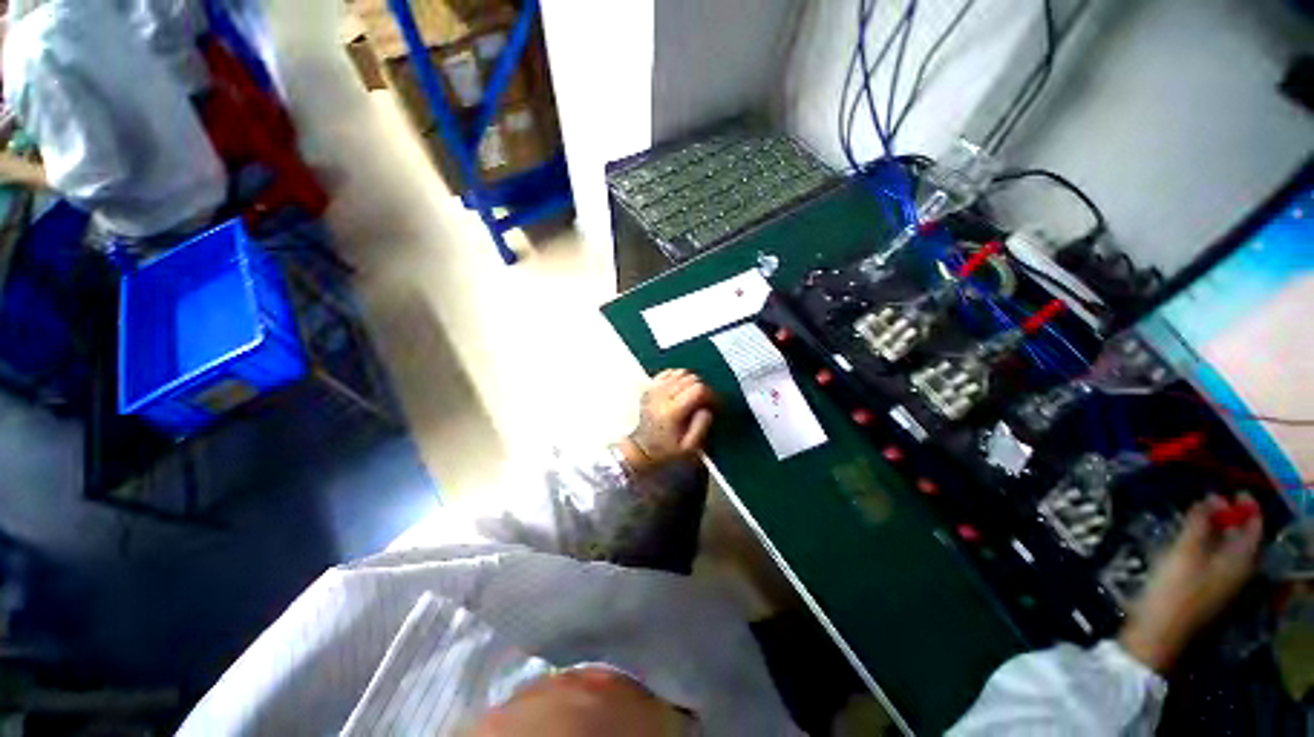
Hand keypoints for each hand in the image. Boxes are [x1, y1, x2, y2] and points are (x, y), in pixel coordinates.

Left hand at [616, 370, 714, 474]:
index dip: (711, 394)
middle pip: (690, 378)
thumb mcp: (689, 448)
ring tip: (693, 396)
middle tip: (705, 401)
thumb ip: (701, 428)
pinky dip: (678, 376)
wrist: (643, 449)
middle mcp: (662, 396)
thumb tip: (707, 410)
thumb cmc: (667, 450)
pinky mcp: (649, 387)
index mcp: (672, 411)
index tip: (714, 404)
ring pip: (680, 372)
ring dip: (691, 381)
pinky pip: (668, 372)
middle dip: (703, 388)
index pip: (698, 389)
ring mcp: (654, 390)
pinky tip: (681, 388)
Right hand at [1119, 494, 1262, 672]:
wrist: (1160, 632)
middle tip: (1208, 500)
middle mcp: (1240, 571)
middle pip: (1242, 539)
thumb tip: (1210, 499)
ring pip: (1228, 550)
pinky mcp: (1208, 590)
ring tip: (1196, 517)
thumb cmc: (1175, 589)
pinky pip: (1216, 560)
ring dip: (1217, 531)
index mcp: (1241, 561)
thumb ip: (1199, 524)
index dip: (1247, 506)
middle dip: (1230, 518)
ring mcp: (1224, 584)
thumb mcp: (1185, 552)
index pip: (1254, 527)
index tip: (1232, 489)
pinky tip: (1190, 542)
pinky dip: (1208, 544)